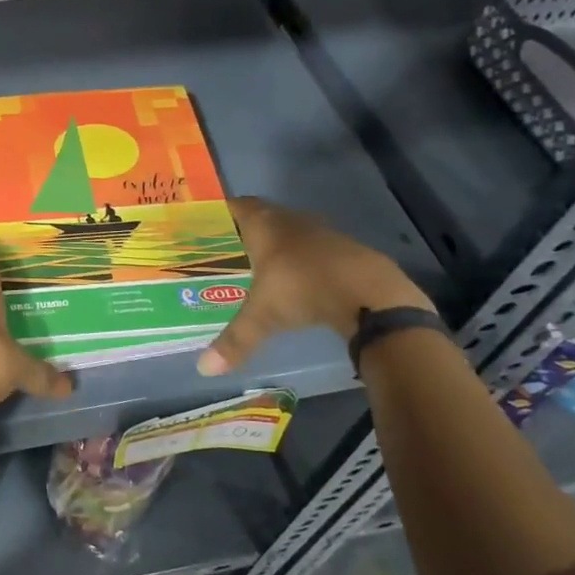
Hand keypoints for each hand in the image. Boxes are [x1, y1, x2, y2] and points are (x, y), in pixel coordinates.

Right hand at [198, 197, 434, 374]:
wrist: (370, 292)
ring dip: (276, 243)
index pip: (237, 206)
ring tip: (258, 266)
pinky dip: (301, 258)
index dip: (222, 211)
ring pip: (289, 230)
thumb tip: (204, 369)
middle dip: (245, 230)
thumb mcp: (263, 316)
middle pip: (263, 215)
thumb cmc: (304, 289)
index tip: (207, 224)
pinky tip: (297, 280)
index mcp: (264, 225)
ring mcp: (320, 232)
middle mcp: (290, 220)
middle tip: (226, 250)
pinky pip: (312, 247)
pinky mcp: (343, 248)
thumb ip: (235, 340)